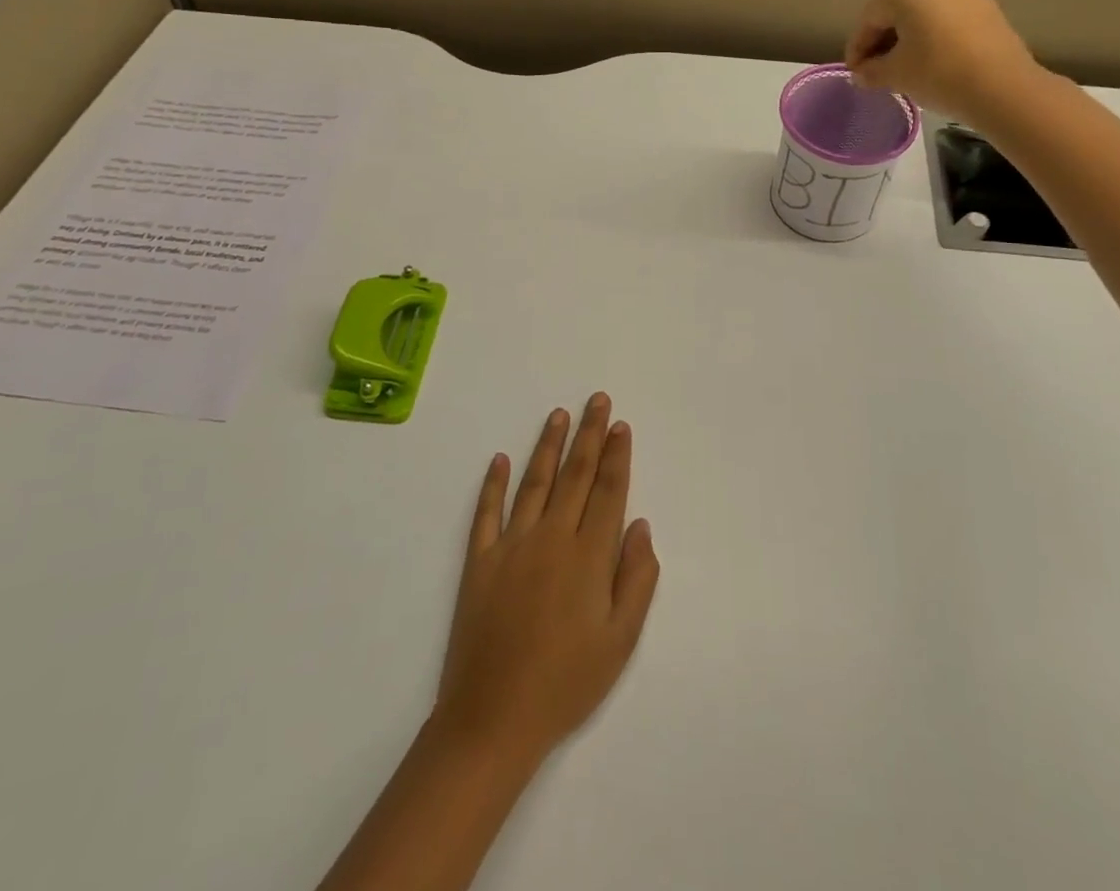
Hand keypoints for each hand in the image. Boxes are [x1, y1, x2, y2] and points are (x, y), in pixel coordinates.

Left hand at [434, 394, 659, 766]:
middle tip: (597, 400)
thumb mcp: (620, 641)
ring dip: (548, 446)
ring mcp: (511, 545)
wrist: (493, 719)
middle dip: (589, 434)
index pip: (607, 491)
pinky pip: (486, 512)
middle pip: (575, 474)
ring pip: (535, 482)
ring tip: (559, 414)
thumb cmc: (567, 683)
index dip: (616, 456)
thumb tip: (639, 525)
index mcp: (588, 556)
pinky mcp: (479, 561)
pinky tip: (499, 459)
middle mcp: (551, 537)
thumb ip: (636, 578)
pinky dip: (492, 484)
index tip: (620, 425)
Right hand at [844, 0, 1044, 123]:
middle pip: (897, 10)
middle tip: (873, 69)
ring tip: (901, 66)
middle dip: (882, 39)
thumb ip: (871, 71)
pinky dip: (932, 35)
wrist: (1003, 89)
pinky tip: (928, 59)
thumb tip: (861, 73)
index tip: (854, 72)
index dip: (857, 46)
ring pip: (923, 13)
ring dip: (907, 37)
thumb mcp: (895, 75)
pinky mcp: (987, 5)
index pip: (870, 16)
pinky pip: (947, 17)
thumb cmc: (939, 74)